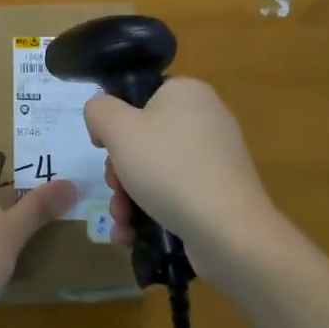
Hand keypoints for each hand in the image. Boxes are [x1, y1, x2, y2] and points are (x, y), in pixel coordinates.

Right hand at [85, 77, 280, 278]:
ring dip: (130, 196)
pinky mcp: (222, 194)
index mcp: (187, 92)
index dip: (115, 122)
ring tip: (122, 221)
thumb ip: (99, 110)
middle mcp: (207, 118)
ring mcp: (218, 159)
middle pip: (145, 138)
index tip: (103, 149)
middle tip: (114, 189)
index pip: (139, 97)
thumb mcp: (118, 128)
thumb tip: (102, 118)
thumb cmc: (169, 168)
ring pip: (157, 171)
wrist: (229, 232)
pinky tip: (133, 235)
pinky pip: (178, 194)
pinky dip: (152, 212)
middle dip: (120, 170)